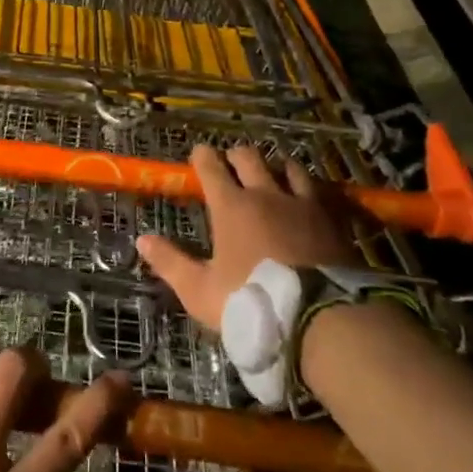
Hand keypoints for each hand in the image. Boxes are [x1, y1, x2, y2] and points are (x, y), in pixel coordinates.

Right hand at [135, 144, 356, 328]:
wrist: (321, 317)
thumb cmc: (251, 301)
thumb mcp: (200, 290)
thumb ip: (171, 262)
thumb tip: (142, 239)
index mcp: (231, 206)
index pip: (212, 166)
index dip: (202, 156)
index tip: (198, 154)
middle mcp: (266, 194)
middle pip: (249, 157)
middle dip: (236, 155)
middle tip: (231, 163)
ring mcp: (302, 203)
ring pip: (287, 166)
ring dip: (275, 166)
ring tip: (272, 173)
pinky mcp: (331, 218)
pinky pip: (317, 190)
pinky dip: (306, 187)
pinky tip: (307, 196)